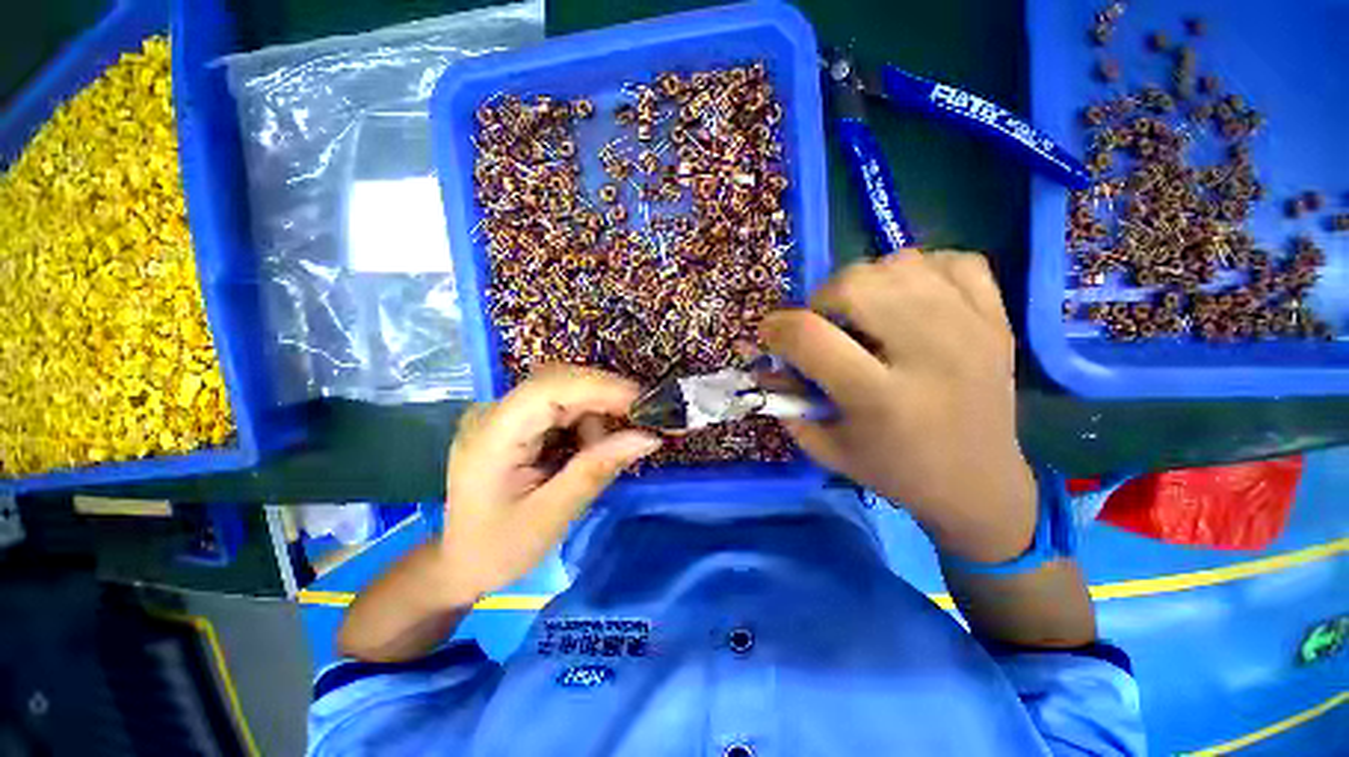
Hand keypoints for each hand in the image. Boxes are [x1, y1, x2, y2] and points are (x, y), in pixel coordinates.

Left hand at [438, 365, 661, 605]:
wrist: (461, 562)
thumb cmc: (499, 548)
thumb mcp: (552, 516)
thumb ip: (597, 470)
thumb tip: (648, 438)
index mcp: (492, 435)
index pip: (549, 388)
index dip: (600, 387)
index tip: (643, 403)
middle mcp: (495, 412)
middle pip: (559, 382)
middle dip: (605, 398)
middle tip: (640, 422)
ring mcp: (504, 414)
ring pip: (565, 391)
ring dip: (596, 414)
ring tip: (603, 452)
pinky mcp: (516, 421)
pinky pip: (560, 407)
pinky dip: (585, 422)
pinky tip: (587, 449)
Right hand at [759, 252, 1035, 562]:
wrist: (980, 484)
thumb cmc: (894, 470)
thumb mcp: (826, 447)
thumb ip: (786, 402)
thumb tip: (764, 362)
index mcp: (881, 398)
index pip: (810, 336)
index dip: (776, 328)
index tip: (770, 334)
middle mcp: (930, 355)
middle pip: (857, 283)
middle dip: (822, 298)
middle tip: (824, 323)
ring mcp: (972, 330)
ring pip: (901, 263)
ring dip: (866, 282)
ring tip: (865, 313)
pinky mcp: (998, 319)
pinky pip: (953, 259)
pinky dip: (921, 271)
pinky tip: (911, 300)